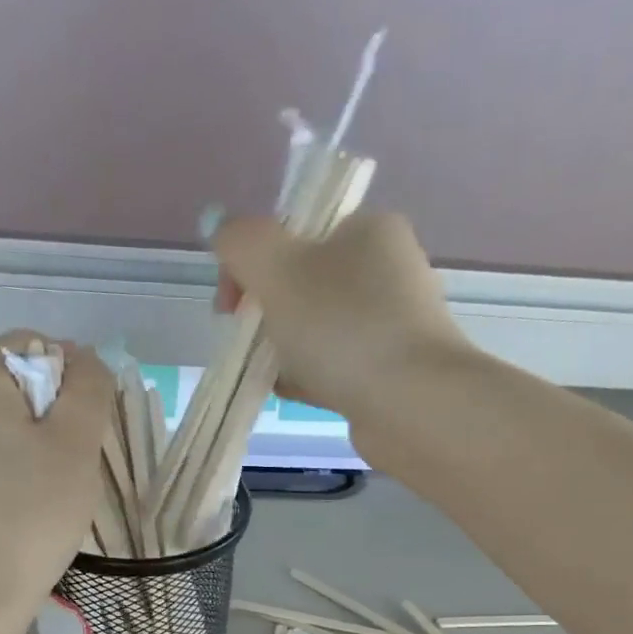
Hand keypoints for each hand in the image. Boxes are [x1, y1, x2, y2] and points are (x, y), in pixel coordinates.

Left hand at [0, 331, 113, 627]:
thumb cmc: (28, 516)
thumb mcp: (75, 445)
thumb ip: (89, 390)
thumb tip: (85, 359)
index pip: (33, 344)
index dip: (74, 375)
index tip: (92, 428)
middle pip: (18, 386)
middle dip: (58, 417)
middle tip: (80, 466)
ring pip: (5, 428)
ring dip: (40, 450)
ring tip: (57, 496)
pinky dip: (16, 476)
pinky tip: (27, 513)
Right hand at [211, 211, 469, 423]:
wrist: (409, 404)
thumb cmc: (342, 326)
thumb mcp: (277, 267)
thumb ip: (241, 242)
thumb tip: (223, 231)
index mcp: (369, 229)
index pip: (296, 230)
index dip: (252, 262)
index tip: (230, 304)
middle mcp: (388, 270)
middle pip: (306, 282)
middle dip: (267, 310)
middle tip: (247, 340)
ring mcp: (393, 325)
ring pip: (319, 329)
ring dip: (286, 348)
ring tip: (268, 372)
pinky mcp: (391, 373)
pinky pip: (336, 367)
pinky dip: (309, 377)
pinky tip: (289, 392)